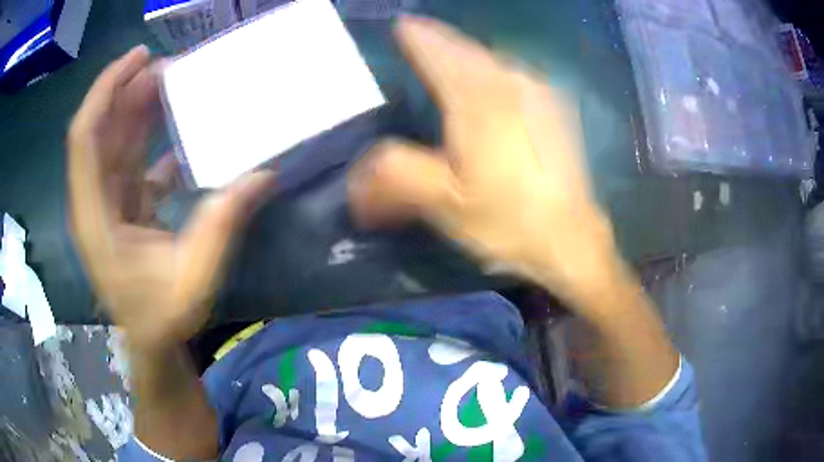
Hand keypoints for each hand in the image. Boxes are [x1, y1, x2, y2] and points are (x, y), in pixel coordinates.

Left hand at [68, 46, 272, 350]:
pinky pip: (130, 160)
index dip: (105, 92)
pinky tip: (177, 133)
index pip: (84, 139)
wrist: (151, 343)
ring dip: (137, 108)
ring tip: (171, 82)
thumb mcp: (193, 281)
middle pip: (99, 131)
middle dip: (126, 90)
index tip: (138, 59)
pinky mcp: (121, 207)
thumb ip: (221, 227)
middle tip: (166, 64)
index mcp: (95, 217)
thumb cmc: (162, 318)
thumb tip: (262, 175)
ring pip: (113, 142)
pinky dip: (148, 140)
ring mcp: (106, 204)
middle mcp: (93, 203)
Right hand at [348, 17, 619, 313]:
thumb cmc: (507, 222)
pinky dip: (494, 68)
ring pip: (493, 58)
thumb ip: (396, 176)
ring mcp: (538, 93)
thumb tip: (356, 179)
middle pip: (467, 50)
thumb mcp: (443, 205)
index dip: (418, 38)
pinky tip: (490, 79)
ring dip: (467, 53)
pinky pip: (516, 73)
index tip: (402, 25)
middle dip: (441, 40)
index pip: (440, 54)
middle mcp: (511, 85)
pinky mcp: (555, 108)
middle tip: (419, 34)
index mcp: (478, 102)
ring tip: (448, 53)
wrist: (570, 238)